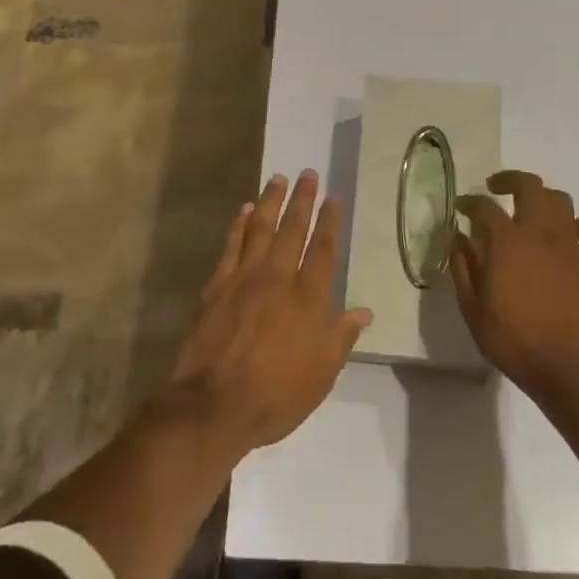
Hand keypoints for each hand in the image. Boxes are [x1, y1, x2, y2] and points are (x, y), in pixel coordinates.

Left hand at [164, 171, 371, 458]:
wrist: (213, 405)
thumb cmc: (275, 395)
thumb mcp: (321, 375)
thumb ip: (341, 337)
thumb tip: (364, 312)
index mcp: (308, 298)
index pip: (323, 249)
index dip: (330, 222)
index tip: (333, 198)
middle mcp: (277, 278)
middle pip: (293, 229)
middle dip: (303, 200)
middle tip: (308, 174)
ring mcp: (244, 277)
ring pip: (261, 228)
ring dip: (271, 202)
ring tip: (279, 179)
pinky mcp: (217, 285)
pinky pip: (231, 245)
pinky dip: (239, 224)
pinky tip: (244, 210)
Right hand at [451, 169, 578, 396]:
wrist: (565, 367)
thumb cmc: (512, 340)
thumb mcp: (472, 308)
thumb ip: (462, 268)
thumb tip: (456, 239)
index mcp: (505, 241)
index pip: (483, 206)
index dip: (469, 202)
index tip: (461, 208)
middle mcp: (538, 232)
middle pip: (528, 186)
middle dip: (509, 180)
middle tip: (496, 189)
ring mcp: (569, 246)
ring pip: (561, 200)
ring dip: (544, 198)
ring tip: (532, 210)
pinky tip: (571, 234)